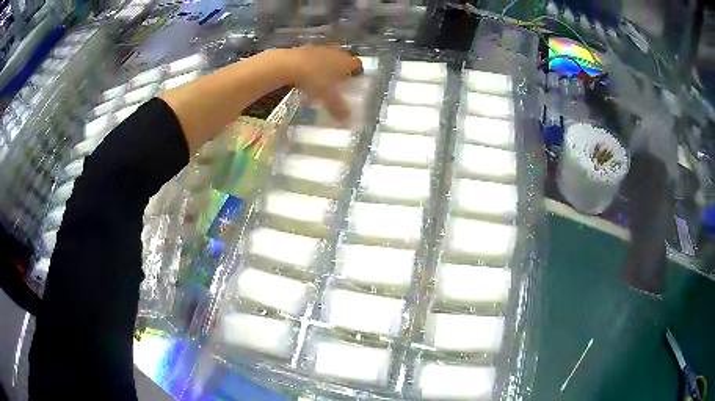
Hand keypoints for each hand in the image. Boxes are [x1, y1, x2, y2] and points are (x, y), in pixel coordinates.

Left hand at [284, 46, 362, 120]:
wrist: (289, 64)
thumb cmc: (314, 79)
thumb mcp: (327, 97)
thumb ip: (338, 108)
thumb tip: (346, 119)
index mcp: (345, 62)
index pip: (358, 64)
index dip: (358, 72)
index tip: (356, 80)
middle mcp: (336, 52)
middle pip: (344, 59)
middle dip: (343, 69)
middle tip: (340, 82)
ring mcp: (320, 49)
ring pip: (329, 57)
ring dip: (328, 66)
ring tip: (323, 79)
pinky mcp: (306, 48)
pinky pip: (315, 57)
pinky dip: (314, 65)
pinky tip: (308, 74)